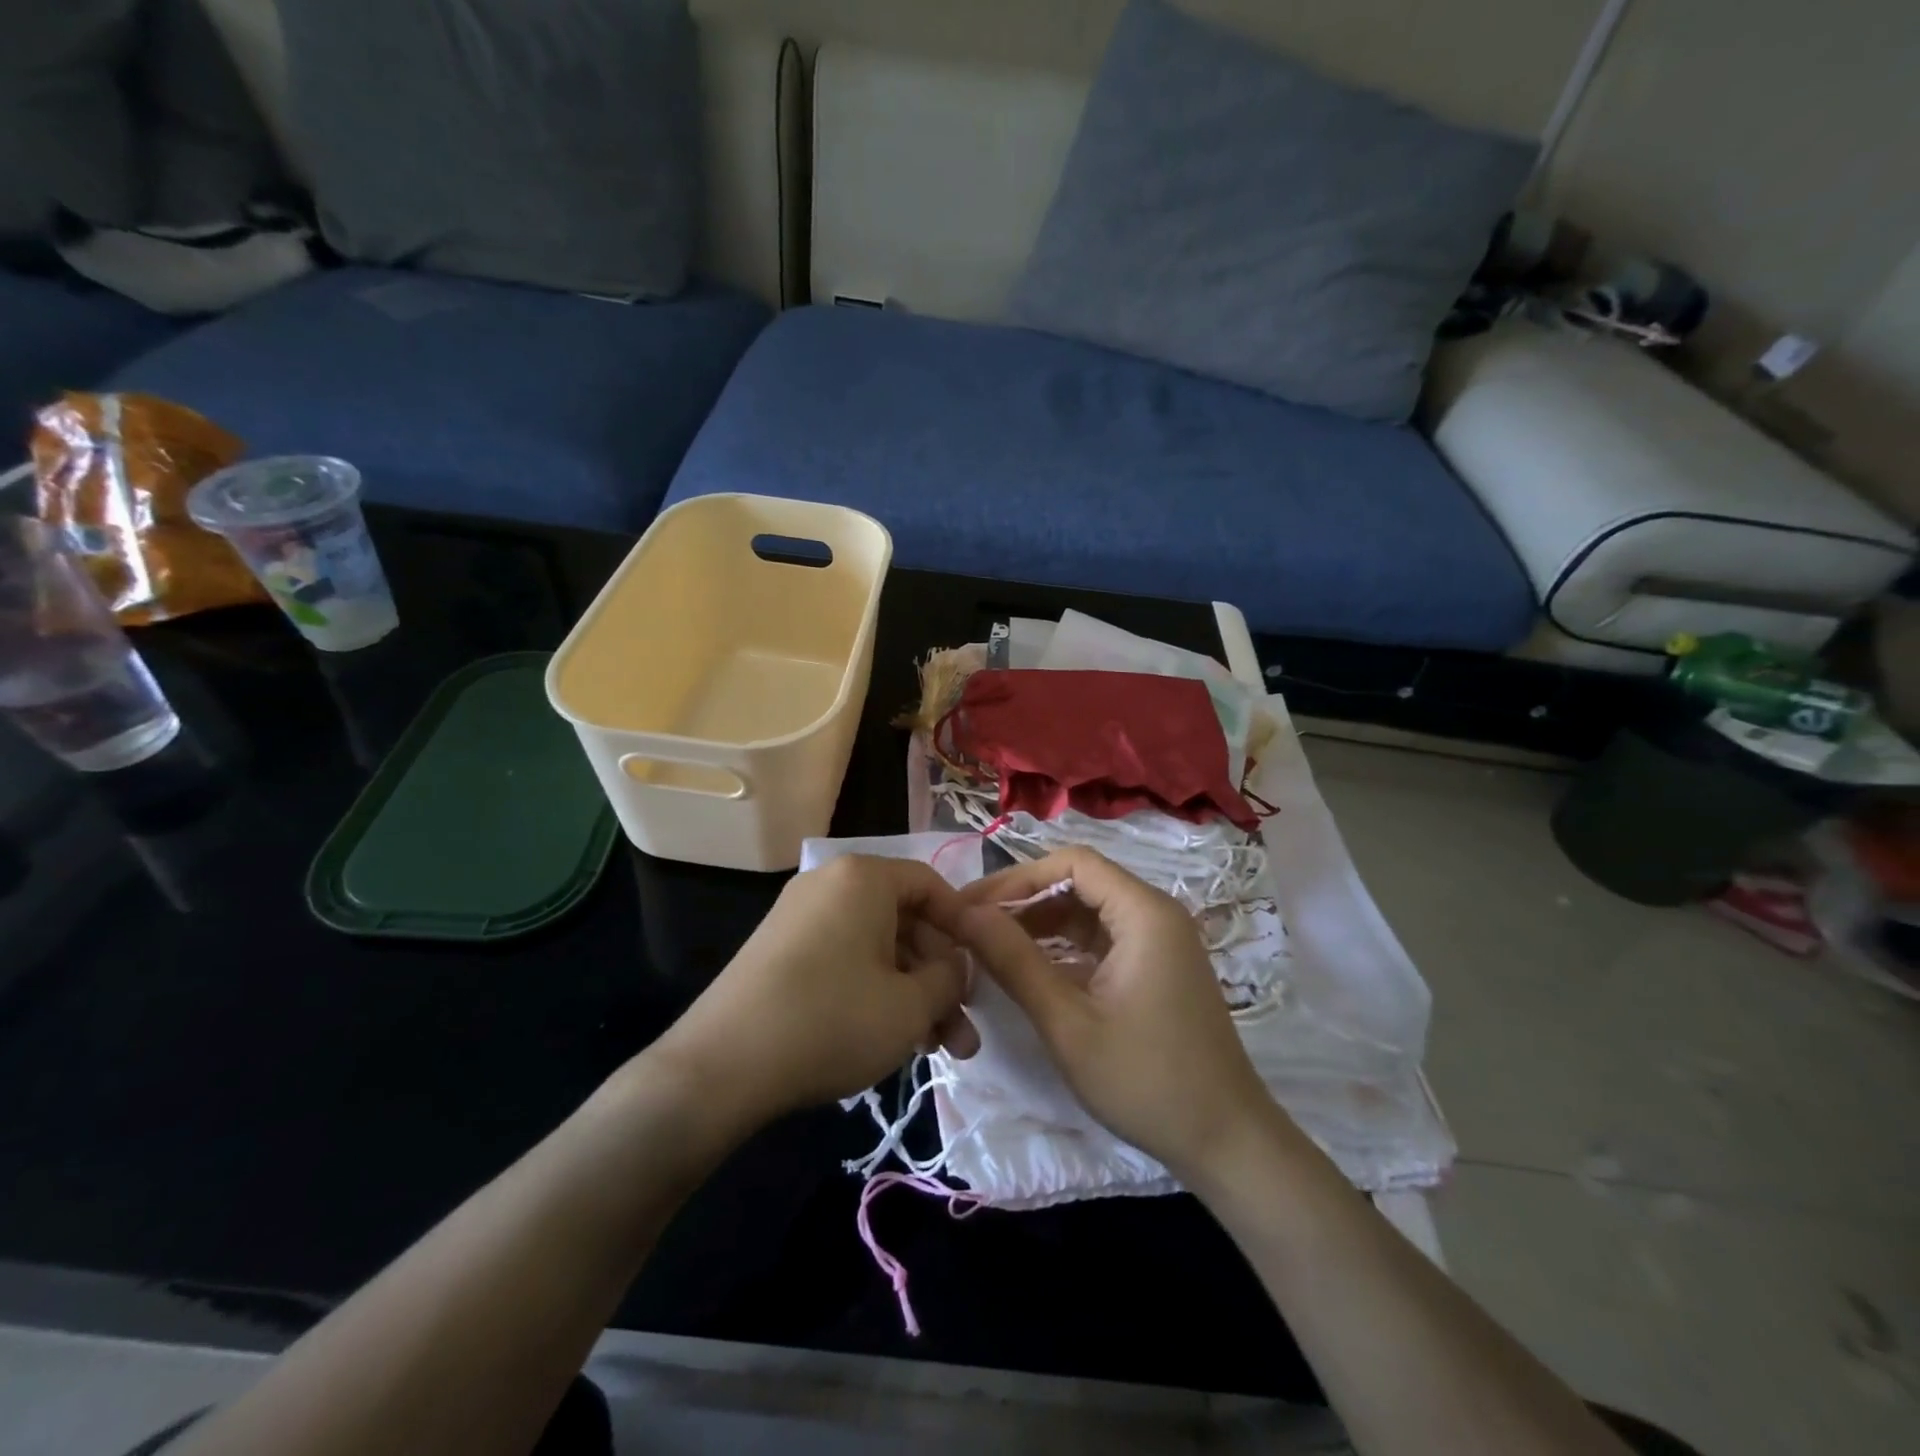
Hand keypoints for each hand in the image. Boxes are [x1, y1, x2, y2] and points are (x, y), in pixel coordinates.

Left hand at [651, 856, 979, 1128]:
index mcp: (863, 877)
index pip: (931, 885)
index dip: (964, 927)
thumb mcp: (911, 1005)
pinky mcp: (779, 953)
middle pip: (904, 922)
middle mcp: (829, 884)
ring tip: (935, 1051)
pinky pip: (844, 960)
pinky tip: (890, 1040)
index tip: (983, 969)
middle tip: (962, 1033)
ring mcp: (799, 918)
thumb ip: (950, 978)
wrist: (721, 1066)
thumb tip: (955, 967)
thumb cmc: (832, 1020)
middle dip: (939, 979)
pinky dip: (873, 993)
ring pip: (876, 949)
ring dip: (910, 995)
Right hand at [951, 847, 1285, 1184]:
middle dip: (1023, 900)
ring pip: (1087, 911)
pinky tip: (1028, 969)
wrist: (1225, 1142)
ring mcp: (1157, 941)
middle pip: (1079, 883)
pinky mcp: (1154, 967)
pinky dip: (1062, 947)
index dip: (1017, 877)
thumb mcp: (1067, 1022)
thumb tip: (965, 915)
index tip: (971, 906)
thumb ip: (1014, 961)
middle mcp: (1154, 914)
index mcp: (1144, 912)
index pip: (1072, 863)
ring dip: (1039, 924)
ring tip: (989, 947)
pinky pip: (1099, 939)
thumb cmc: (1145, 1080)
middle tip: (970, 927)